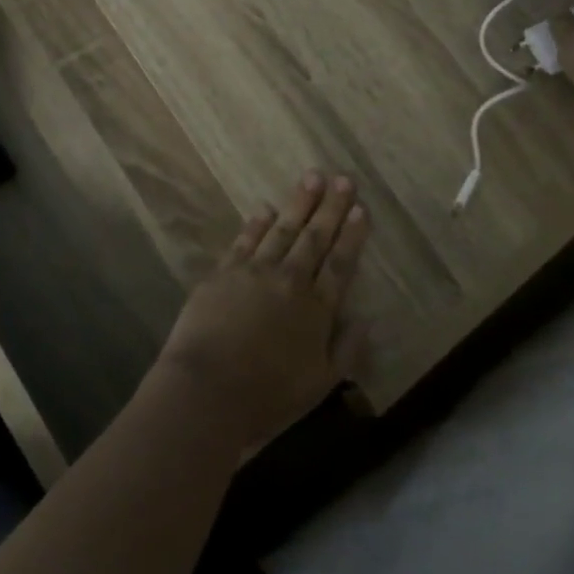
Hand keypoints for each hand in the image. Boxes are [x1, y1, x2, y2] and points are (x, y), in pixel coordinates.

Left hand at [152, 171, 368, 457]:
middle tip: (343, 179)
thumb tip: (366, 319)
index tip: (361, 209)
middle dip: (331, 207)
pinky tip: (265, 208)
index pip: (340, 264)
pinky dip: (257, 223)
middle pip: (314, 238)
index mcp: (316, 309)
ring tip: (312, 177)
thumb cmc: (267, 396)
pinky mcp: (224, 272)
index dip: (352, 236)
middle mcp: (289, 281)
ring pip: (283, 230)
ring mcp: (254, 272)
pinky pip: (245, 240)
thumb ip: (346, 349)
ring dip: (299, 203)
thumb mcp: (320, 384)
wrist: (206, 391)